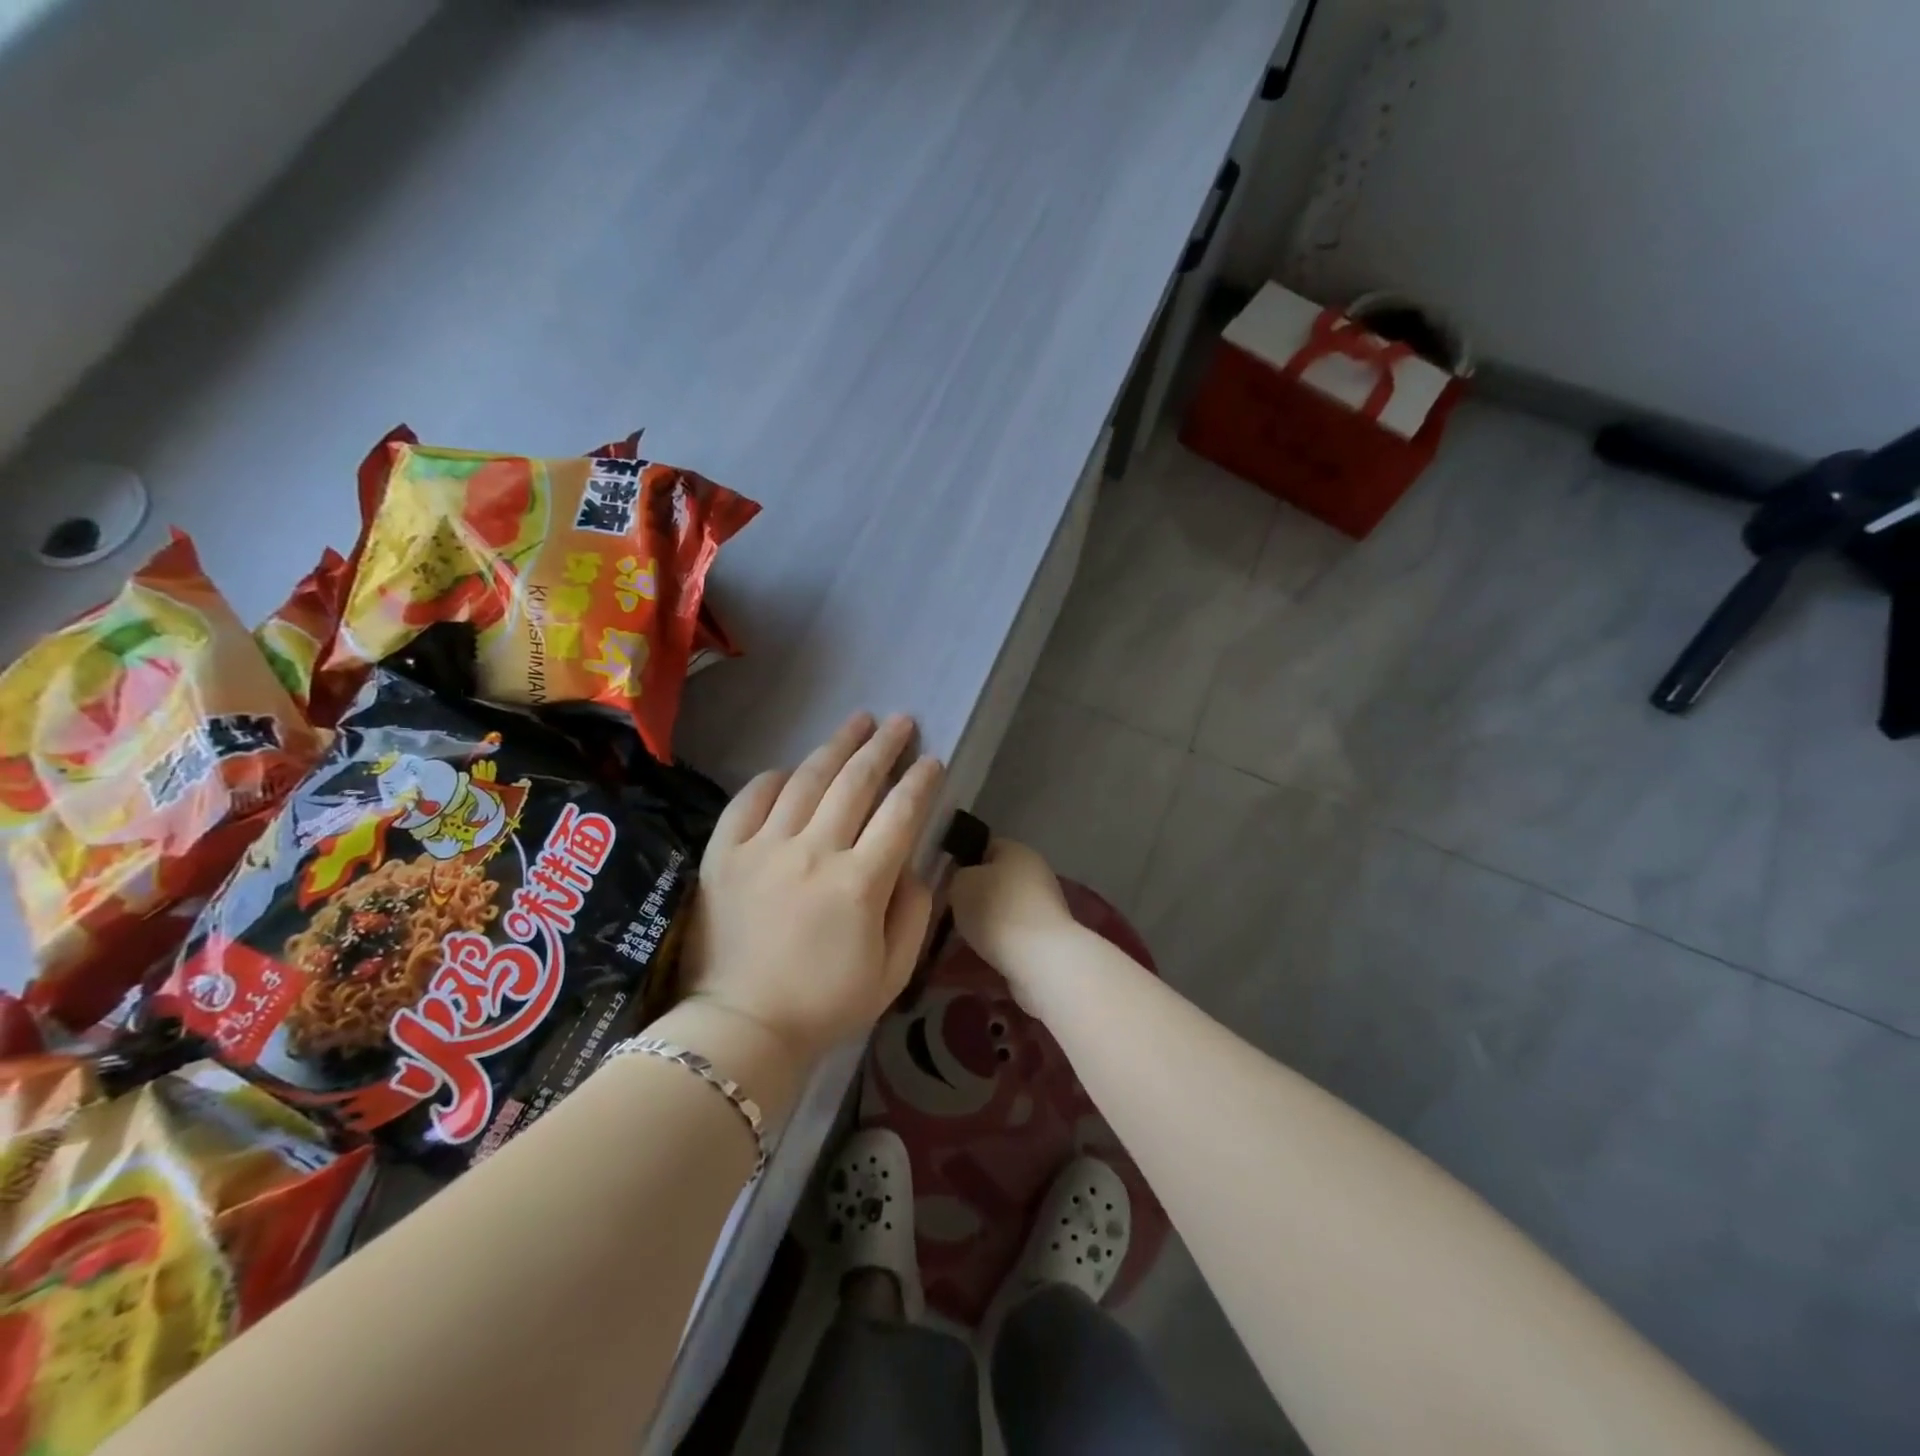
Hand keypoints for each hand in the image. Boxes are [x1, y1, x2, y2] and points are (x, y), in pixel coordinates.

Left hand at [676, 712, 943, 1078]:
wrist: (741, 1028)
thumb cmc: (825, 1004)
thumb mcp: (892, 972)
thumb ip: (914, 912)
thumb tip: (915, 865)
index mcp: (859, 883)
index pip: (900, 814)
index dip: (920, 781)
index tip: (933, 759)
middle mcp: (814, 852)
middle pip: (855, 782)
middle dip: (883, 747)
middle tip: (901, 721)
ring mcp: (764, 848)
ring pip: (807, 780)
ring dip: (837, 746)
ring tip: (858, 721)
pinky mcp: (724, 854)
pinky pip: (749, 800)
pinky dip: (772, 779)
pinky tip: (790, 768)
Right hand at [948, 838, 1077, 1005]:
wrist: (1038, 957)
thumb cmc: (995, 910)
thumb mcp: (960, 885)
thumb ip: (958, 877)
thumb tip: (965, 882)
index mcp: (1017, 850)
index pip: (986, 847)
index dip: (964, 862)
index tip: (948, 883)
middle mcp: (1036, 871)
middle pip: (997, 878)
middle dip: (975, 895)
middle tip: (954, 911)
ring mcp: (1046, 903)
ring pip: (1005, 906)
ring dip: (988, 919)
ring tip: (967, 936)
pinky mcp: (1049, 933)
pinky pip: (1016, 929)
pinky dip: (1002, 938)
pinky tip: (988, 950)